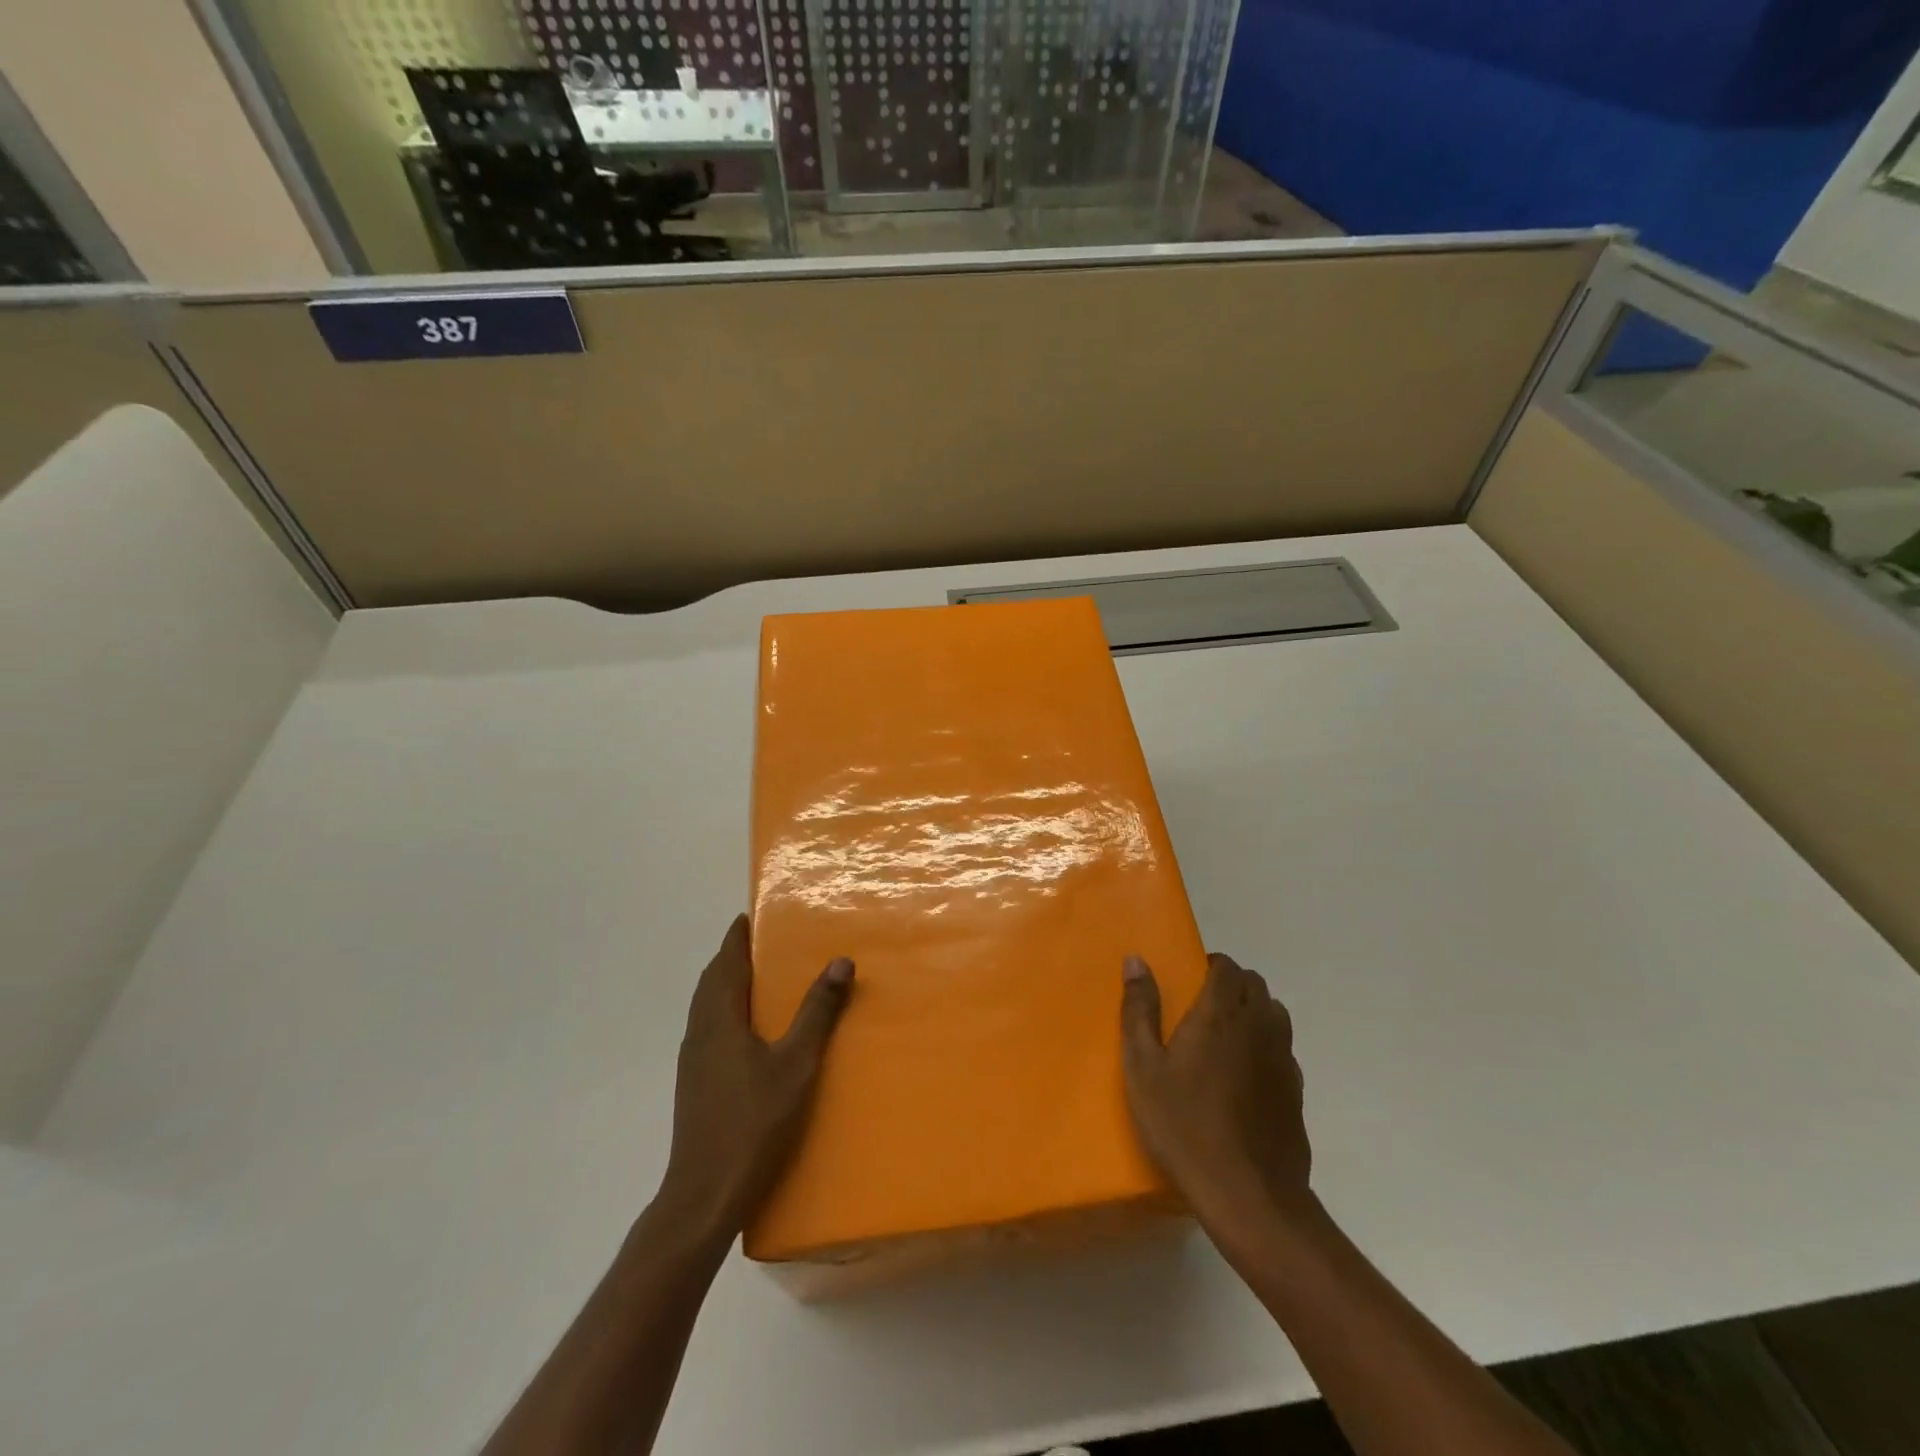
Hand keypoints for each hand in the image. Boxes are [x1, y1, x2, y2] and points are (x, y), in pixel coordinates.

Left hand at [657, 915, 852, 1243]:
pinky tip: (747, 1031)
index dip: (737, 937)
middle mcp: (700, 1032)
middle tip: (760, 942)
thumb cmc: (753, 1122)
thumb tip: (840, 960)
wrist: (704, 1195)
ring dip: (726, 984)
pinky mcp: (694, 1083)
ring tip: (757, 979)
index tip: (749, 916)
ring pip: (707, 1006)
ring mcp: (693, 1060)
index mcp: (720, 1019)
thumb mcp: (796, 1064)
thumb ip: (818, 1011)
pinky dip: (725, 1010)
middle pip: (712, 981)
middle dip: (732, 957)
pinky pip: (709, 1028)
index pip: (726, 962)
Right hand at [1121, 952, 1312, 1238]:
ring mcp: (1283, 1059)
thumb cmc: (1184, 1125)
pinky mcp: (1296, 1091)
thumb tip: (1136, 960)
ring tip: (1224, 1036)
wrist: (1248, 1196)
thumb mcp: (1143, 1067)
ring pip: (1275, 1013)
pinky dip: (1266, 1045)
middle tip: (1202, 1005)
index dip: (1211, 965)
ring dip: (1253, 1010)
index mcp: (1221, 1014)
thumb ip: (1139, 1009)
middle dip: (1232, 983)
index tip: (1189, 979)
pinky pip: (1283, 1049)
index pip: (1228, 967)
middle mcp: (1258, 1027)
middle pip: (1255, 984)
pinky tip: (1244, 1076)